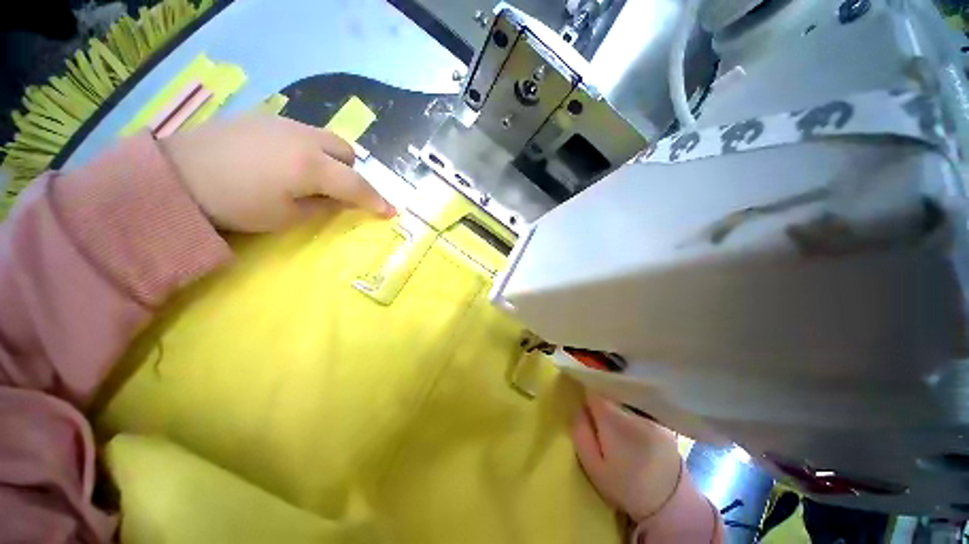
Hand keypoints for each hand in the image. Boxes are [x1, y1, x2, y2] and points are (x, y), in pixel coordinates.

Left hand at [160, 113, 394, 231]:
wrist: (176, 176)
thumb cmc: (236, 205)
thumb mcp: (287, 217)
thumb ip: (324, 207)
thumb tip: (342, 201)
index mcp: (313, 167)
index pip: (357, 185)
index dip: (376, 201)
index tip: (391, 212)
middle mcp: (305, 138)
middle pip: (348, 152)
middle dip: (352, 173)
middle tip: (339, 191)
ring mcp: (284, 124)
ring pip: (326, 139)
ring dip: (332, 159)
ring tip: (311, 176)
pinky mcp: (265, 118)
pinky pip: (302, 133)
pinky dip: (309, 149)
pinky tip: (285, 162)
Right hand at [572, 394, 683, 522]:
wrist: (672, 508)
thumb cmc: (626, 489)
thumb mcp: (593, 467)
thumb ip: (581, 433)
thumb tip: (580, 408)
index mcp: (614, 421)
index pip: (594, 392)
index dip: (587, 397)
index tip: (586, 410)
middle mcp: (635, 413)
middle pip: (611, 396)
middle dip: (603, 406)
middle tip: (601, 428)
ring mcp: (653, 417)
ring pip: (626, 403)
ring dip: (619, 412)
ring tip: (619, 435)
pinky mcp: (665, 424)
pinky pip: (641, 411)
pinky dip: (634, 418)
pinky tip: (635, 437)